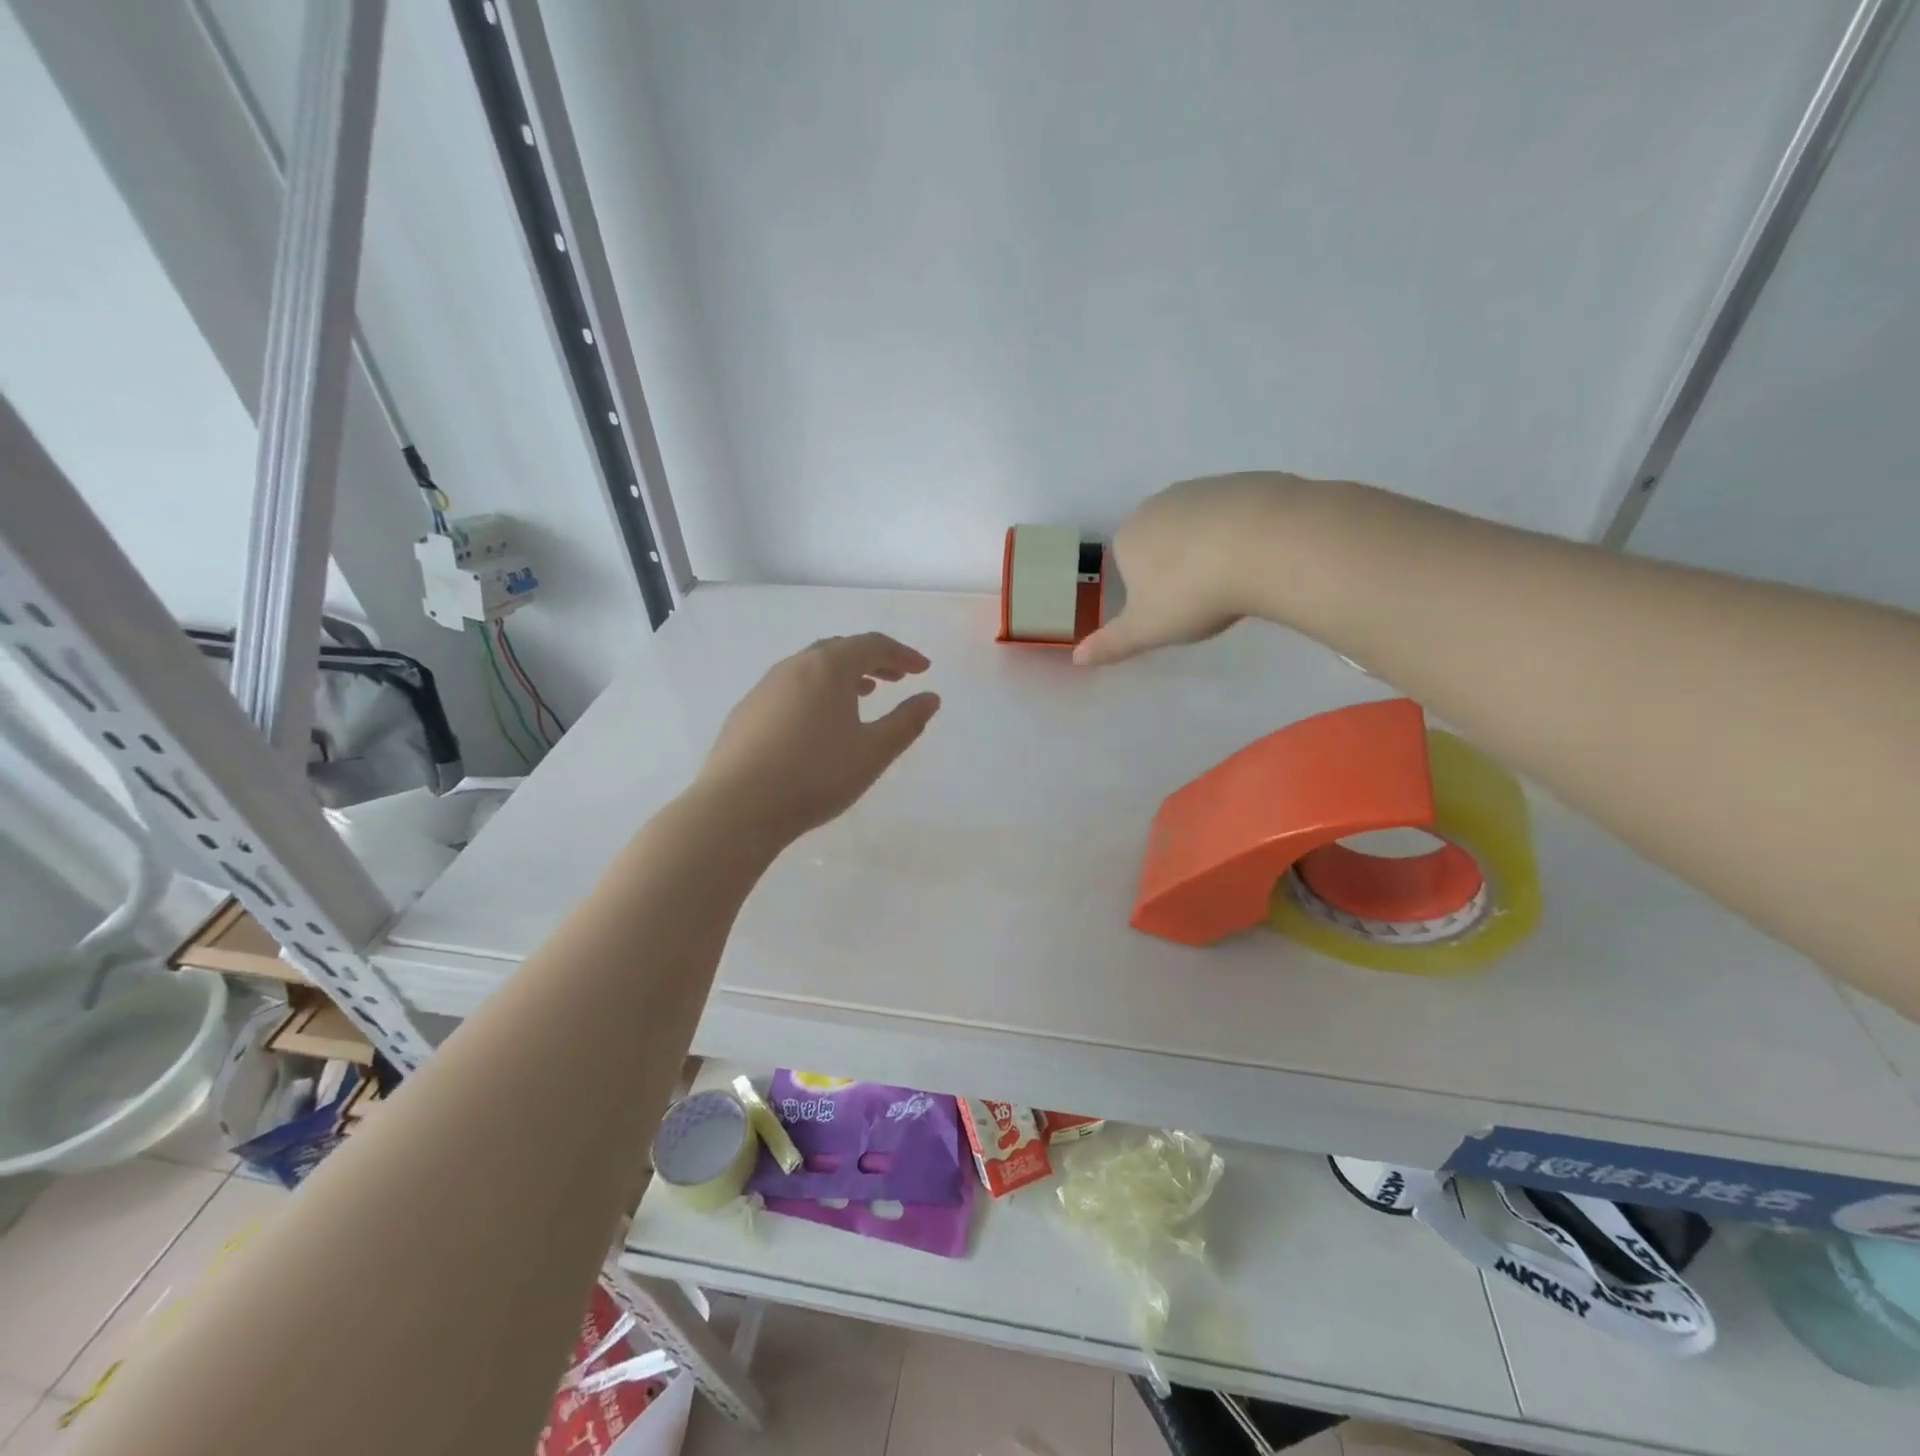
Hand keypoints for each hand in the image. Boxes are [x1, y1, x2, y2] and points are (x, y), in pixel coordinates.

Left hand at [697, 633, 940, 841]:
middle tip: (896, 679)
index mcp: (828, 668)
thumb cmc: (816, 776)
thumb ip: (906, 722)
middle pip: (840, 649)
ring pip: (811, 668)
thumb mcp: (873, 752)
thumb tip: (930, 698)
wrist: (737, 807)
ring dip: (842, 675)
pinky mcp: (747, 711)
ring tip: (862, 694)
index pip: (873, 645)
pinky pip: (790, 687)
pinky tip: (818, 722)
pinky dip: (815, 691)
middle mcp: (794, 666)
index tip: (923, 670)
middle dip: (873, 660)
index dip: (902, 654)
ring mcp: (765, 687)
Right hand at [1074, 473, 1298, 665]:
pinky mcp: (1245, 481)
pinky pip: (1238, 512)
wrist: (1264, 544)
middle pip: (1162, 538)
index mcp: (1128, 537)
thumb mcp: (1147, 630)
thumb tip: (1077, 658)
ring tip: (1236, 578)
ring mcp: (1203, 488)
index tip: (1171, 608)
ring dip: (1210, 546)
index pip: (1127, 561)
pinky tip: (1262, 555)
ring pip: (1200, 523)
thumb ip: (1111, 644)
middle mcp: (1159, 504)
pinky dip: (1244, 531)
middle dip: (1177, 563)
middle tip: (1203, 596)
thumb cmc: (1191, 593)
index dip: (1147, 587)